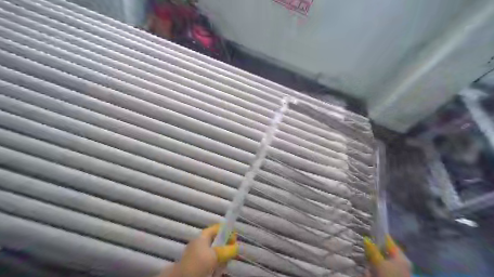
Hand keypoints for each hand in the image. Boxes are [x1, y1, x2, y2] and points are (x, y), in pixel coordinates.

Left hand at [177, 224, 239, 276]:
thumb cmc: (198, 263)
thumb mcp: (215, 255)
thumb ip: (227, 250)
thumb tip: (236, 247)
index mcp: (203, 236)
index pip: (217, 228)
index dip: (227, 231)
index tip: (234, 239)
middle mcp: (201, 243)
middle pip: (218, 242)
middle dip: (225, 247)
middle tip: (230, 254)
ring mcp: (199, 255)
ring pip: (216, 254)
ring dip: (221, 258)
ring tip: (222, 265)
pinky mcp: (198, 266)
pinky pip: (212, 263)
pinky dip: (216, 267)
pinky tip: (216, 271)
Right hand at [362, 236, 413, 276]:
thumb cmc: (388, 276)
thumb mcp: (378, 263)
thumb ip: (372, 250)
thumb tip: (366, 238)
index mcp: (401, 257)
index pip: (389, 241)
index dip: (380, 236)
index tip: (370, 231)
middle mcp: (401, 263)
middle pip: (384, 252)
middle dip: (374, 253)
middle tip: (366, 251)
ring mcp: (397, 271)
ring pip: (381, 262)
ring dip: (373, 263)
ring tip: (368, 267)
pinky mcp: (391, 275)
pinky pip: (381, 269)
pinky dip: (374, 271)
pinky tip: (370, 273)